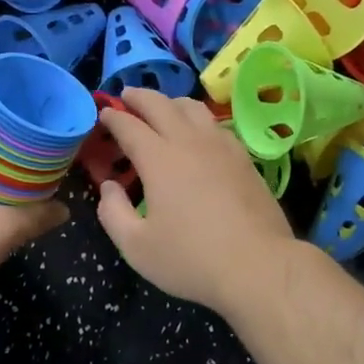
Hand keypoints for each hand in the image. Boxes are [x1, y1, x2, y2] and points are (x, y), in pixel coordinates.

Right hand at [94, 89, 300, 311]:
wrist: (259, 266)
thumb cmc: (192, 258)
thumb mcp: (137, 247)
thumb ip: (114, 213)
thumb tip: (110, 186)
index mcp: (158, 159)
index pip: (129, 125)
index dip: (113, 117)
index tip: (103, 114)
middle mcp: (189, 142)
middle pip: (160, 104)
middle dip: (139, 97)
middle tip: (126, 97)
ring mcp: (221, 146)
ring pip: (193, 107)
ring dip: (171, 102)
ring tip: (162, 108)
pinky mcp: (244, 158)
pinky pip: (215, 124)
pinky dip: (198, 119)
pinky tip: (198, 133)